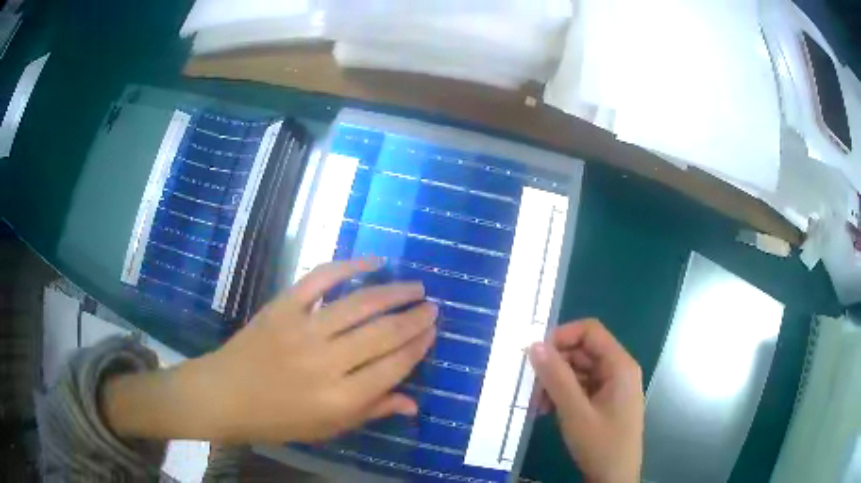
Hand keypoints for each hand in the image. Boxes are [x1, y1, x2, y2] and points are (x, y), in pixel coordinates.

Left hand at [103, 259, 436, 442]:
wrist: (224, 395)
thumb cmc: (276, 420)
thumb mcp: (326, 428)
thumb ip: (371, 412)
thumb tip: (413, 402)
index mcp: (339, 400)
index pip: (392, 367)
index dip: (418, 347)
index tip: (433, 331)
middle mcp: (325, 363)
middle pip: (382, 334)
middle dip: (414, 318)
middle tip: (433, 306)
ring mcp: (302, 329)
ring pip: (359, 304)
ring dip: (393, 292)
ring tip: (416, 286)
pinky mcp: (282, 307)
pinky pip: (320, 279)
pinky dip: (348, 265)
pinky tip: (373, 261)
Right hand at [528, 319, 643, 482]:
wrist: (614, 479)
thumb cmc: (601, 445)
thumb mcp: (575, 413)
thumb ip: (556, 378)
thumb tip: (534, 345)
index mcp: (619, 365)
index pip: (590, 331)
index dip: (562, 336)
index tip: (535, 354)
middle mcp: (617, 370)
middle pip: (582, 351)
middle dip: (554, 366)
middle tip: (530, 387)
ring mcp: (611, 387)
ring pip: (578, 370)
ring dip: (554, 383)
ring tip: (537, 405)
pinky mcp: (604, 402)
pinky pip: (580, 387)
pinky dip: (562, 395)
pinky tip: (546, 411)